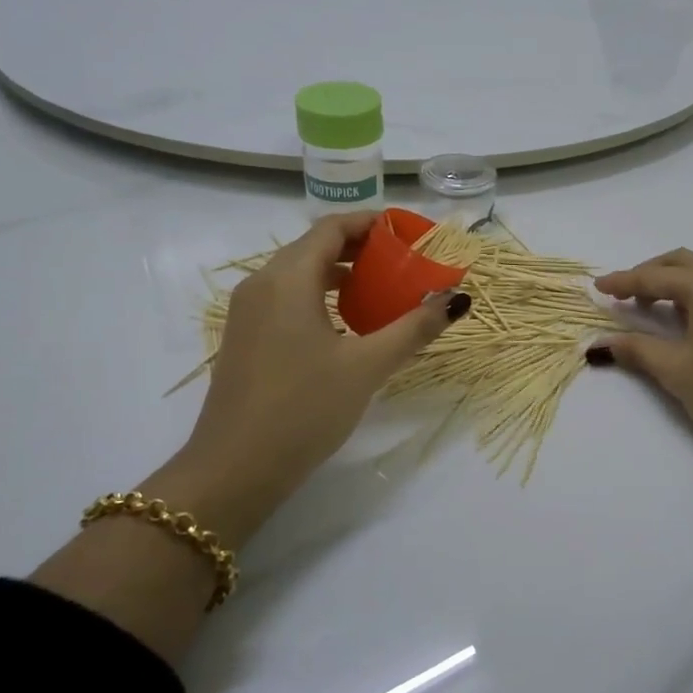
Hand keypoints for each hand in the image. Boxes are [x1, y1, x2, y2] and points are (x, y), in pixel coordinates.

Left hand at [150, 212, 470, 544]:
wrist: (235, 469)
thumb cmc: (304, 409)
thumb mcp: (367, 367)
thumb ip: (413, 328)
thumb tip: (456, 299)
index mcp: (287, 278)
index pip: (333, 227)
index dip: (372, 223)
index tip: (410, 233)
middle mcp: (262, 284)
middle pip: (315, 246)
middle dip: (361, 248)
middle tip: (404, 262)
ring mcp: (248, 312)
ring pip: (299, 274)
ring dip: (340, 274)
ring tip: (381, 290)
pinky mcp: (245, 338)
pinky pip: (286, 298)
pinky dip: (320, 296)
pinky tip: (347, 324)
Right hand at [595, 249, 692, 469]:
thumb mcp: (676, 370)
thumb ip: (636, 349)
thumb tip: (600, 344)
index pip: (655, 277)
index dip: (623, 282)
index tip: (597, 287)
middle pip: (681, 262)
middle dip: (649, 273)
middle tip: (623, 294)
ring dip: (673, 281)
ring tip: (650, 306)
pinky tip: (684, 316)